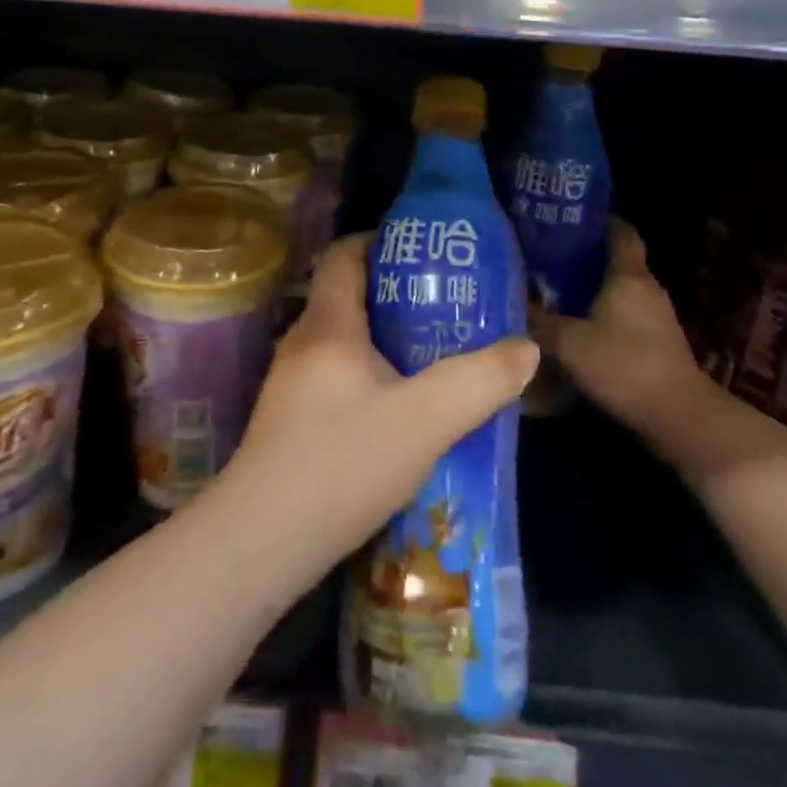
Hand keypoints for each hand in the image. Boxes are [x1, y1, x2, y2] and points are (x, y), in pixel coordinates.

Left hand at [217, 235, 538, 588]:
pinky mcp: (291, 422)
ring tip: (434, 354)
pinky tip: (401, 409)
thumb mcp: (424, 420)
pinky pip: (338, 377)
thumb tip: (525, 349)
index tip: (426, 252)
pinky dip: (371, 375)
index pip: (345, 255)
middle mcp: (303, 343)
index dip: (381, 242)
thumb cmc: (341, 463)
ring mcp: (292, 385)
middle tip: (447, 305)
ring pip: (344, 341)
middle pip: (348, 295)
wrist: (260, 544)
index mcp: (327, 324)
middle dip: (397, 293)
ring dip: (386, 339)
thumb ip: (479, 381)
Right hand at [546, 220, 719, 447]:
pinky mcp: (658, 342)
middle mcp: (646, 288)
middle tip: (546, 254)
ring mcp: (657, 316)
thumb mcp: (569, 343)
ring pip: (620, 289)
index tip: (568, 218)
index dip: (598, 219)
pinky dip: (603, 312)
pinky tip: (577, 325)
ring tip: (554, 288)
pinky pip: (625, 313)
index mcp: (628, 275)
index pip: (620, 231)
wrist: (678, 416)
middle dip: (584, 255)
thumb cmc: (623, 365)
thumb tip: (510, 301)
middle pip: (617, 259)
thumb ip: (538, 321)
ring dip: (592, 287)